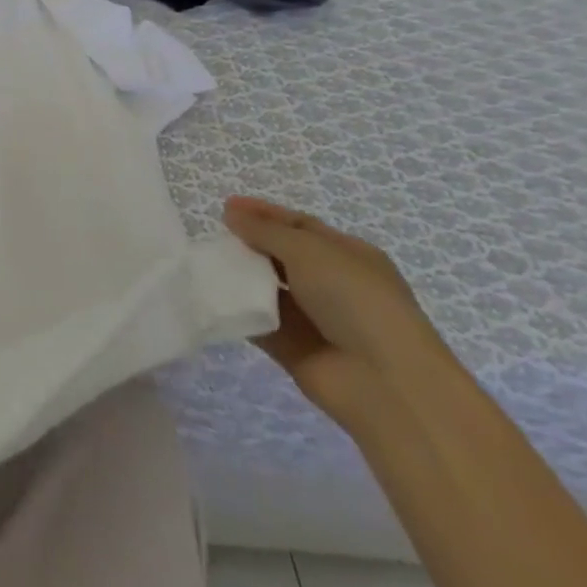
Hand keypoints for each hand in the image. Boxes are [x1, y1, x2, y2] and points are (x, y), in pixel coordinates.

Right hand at [224, 197, 455, 433]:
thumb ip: (266, 231)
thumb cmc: (355, 301)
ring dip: (238, 276)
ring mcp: (312, 317)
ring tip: (202, 264)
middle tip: (211, 238)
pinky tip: (207, 297)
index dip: (264, 214)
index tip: (225, 206)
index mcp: (348, 256)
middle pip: (280, 256)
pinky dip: (234, 310)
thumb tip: (232, 213)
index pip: (300, 225)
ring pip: (266, 288)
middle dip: (248, 244)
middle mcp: (331, 284)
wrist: (384, 381)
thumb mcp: (310, 251)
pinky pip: (256, 321)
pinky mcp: (291, 346)